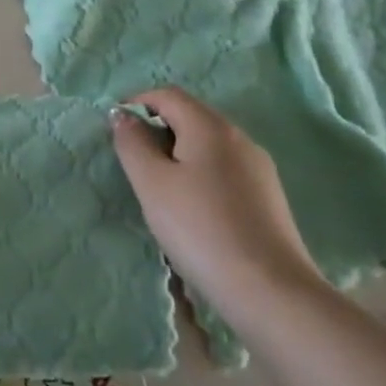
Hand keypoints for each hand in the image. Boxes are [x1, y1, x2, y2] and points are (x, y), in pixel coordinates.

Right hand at [109, 87, 323, 318]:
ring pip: (208, 144)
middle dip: (157, 128)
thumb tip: (124, 116)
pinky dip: (200, 173)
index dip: (137, 102)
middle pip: (191, 116)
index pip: (168, 95)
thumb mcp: (150, 183)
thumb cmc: (199, 227)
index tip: (116, 129)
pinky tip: (192, 207)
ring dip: (178, 152)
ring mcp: (259, 168)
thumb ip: (132, 143)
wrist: (269, 290)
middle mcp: (239, 138)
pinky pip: (224, 168)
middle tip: (134, 161)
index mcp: (210, 127)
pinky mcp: (268, 197)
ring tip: (159, 187)